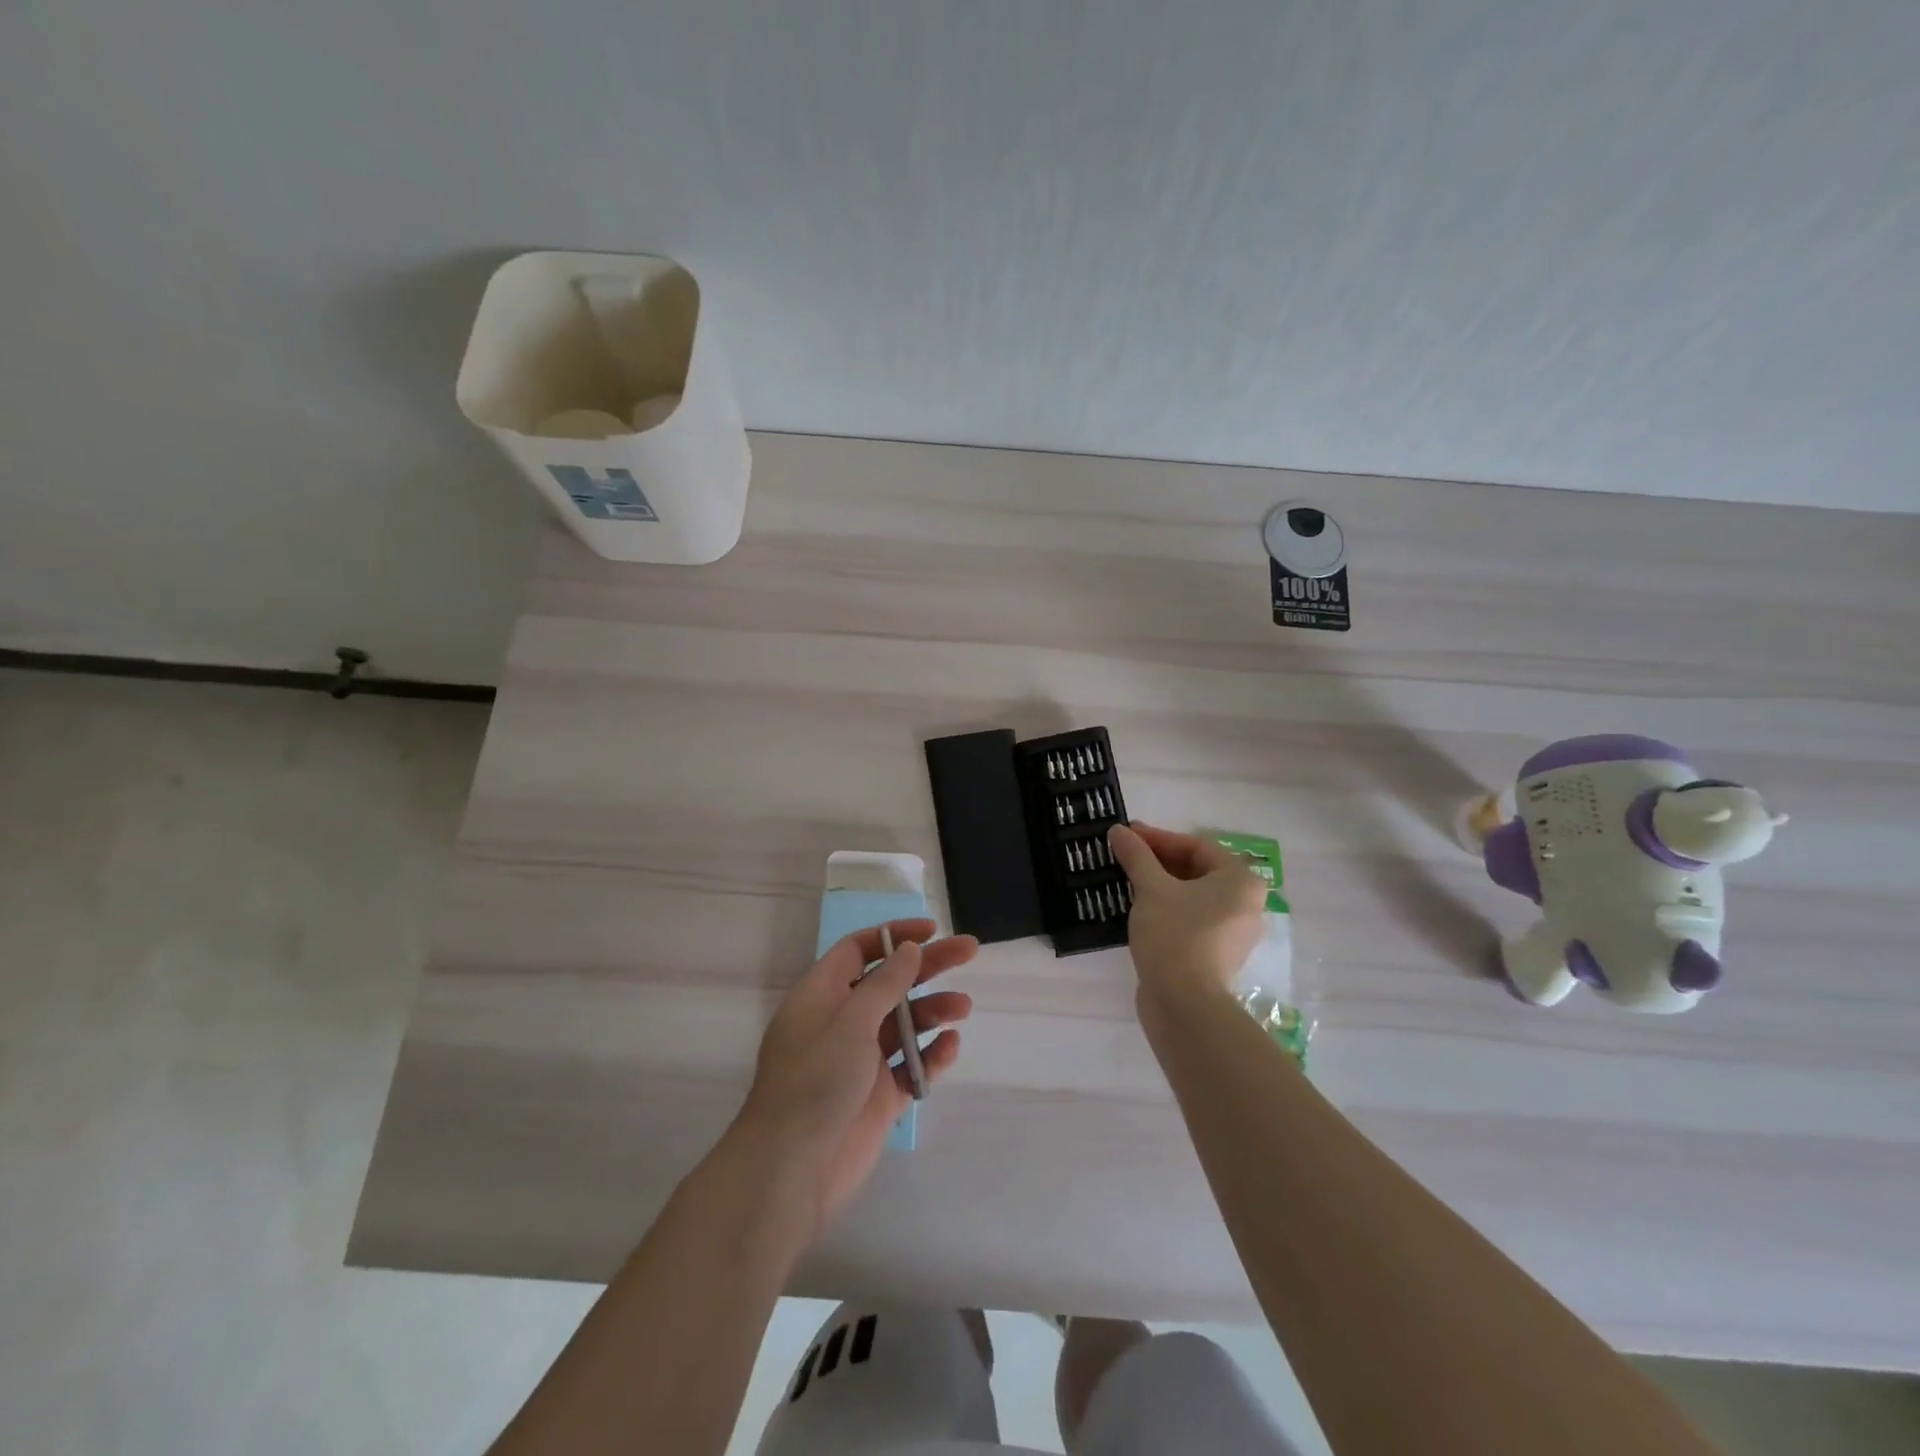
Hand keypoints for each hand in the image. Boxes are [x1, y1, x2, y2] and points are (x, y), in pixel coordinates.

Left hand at [738, 919, 975, 1232]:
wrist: (791, 1171)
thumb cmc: (815, 1081)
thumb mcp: (850, 1022)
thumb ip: (884, 984)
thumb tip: (909, 950)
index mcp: (821, 996)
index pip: (858, 950)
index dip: (894, 936)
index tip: (931, 931)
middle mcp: (840, 1022)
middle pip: (889, 982)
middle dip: (927, 966)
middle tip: (969, 951)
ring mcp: (860, 1061)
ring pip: (904, 1024)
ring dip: (933, 1011)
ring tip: (964, 1008)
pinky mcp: (878, 1097)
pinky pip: (910, 1066)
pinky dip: (930, 1055)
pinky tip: (951, 1046)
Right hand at [1108, 822, 1265, 1004]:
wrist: (1184, 1005)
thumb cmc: (1175, 935)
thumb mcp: (1151, 888)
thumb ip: (1136, 856)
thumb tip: (1118, 831)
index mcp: (1240, 880)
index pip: (1195, 846)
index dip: (1157, 838)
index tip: (1126, 836)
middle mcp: (1244, 903)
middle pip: (1195, 869)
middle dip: (1156, 861)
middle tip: (1123, 855)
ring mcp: (1231, 931)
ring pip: (1190, 895)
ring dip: (1157, 884)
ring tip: (1123, 878)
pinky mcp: (1214, 954)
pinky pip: (1189, 918)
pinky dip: (1164, 908)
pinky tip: (1135, 907)